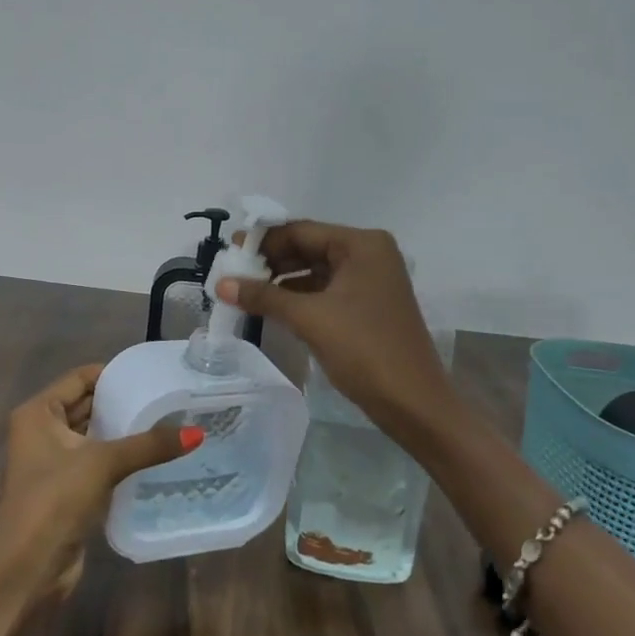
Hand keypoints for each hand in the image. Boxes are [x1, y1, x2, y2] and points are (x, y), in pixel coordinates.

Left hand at [0, 365, 196, 635]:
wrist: (25, 569)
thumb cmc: (53, 501)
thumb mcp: (102, 464)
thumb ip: (148, 445)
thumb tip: (197, 433)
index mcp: (38, 412)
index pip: (80, 378)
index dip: (113, 374)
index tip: (152, 375)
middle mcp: (41, 431)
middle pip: (86, 405)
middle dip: (121, 402)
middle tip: (167, 398)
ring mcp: (52, 462)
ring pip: (93, 436)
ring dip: (122, 432)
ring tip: (167, 423)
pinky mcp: (65, 490)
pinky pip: (97, 463)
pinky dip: (119, 459)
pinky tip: (153, 457)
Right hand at [216, 221, 457, 439]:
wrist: (413, 403)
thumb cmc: (364, 350)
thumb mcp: (310, 319)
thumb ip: (264, 297)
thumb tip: (221, 284)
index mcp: (362, 245)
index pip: (302, 231)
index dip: (263, 241)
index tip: (229, 251)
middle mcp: (369, 255)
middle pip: (309, 248)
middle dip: (271, 261)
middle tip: (232, 274)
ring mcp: (370, 281)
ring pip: (315, 271)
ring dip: (281, 281)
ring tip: (244, 291)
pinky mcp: (367, 306)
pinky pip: (325, 291)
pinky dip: (298, 298)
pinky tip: (271, 308)